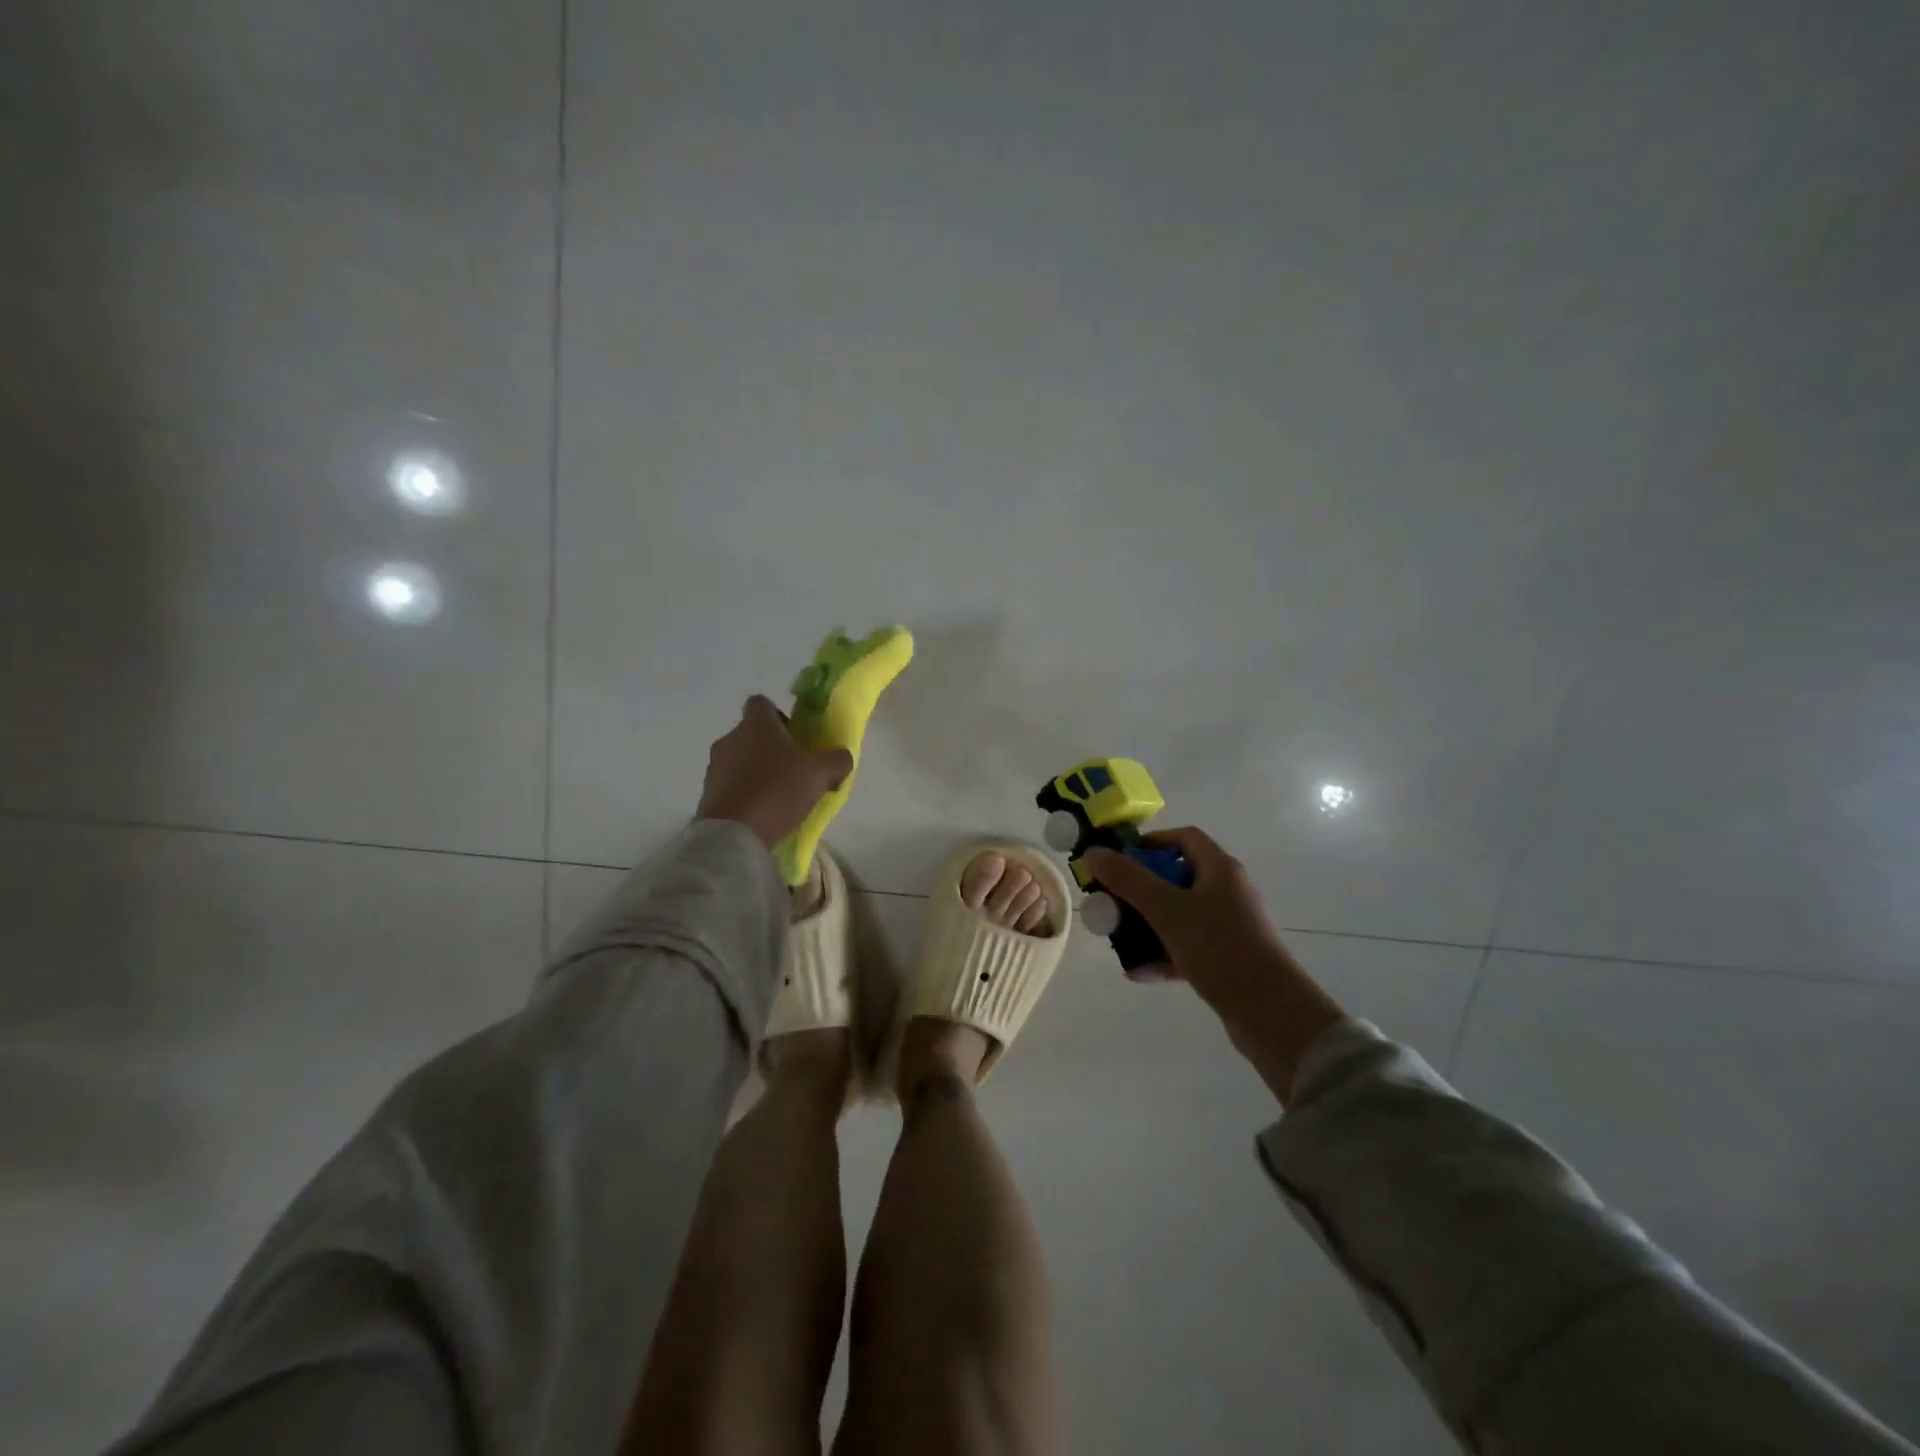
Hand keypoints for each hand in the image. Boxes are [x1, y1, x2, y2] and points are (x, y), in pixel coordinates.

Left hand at [696, 696, 853, 850]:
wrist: (734, 834)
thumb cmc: (779, 790)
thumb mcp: (822, 773)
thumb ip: (837, 760)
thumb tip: (842, 757)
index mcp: (756, 724)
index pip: (762, 703)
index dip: (779, 716)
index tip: (796, 736)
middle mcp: (731, 738)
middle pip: (752, 734)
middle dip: (772, 749)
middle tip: (796, 771)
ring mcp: (715, 767)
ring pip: (741, 761)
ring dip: (758, 773)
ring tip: (781, 798)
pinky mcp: (707, 795)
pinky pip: (732, 786)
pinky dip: (746, 794)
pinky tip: (764, 814)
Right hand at [1084, 828, 1343, 1103]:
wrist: (1271, 1012)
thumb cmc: (1220, 948)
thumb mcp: (1167, 910)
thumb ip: (1129, 880)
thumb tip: (1094, 852)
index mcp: (1221, 869)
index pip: (1184, 838)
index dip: (1151, 843)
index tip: (1120, 861)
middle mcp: (1228, 892)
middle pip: (1177, 877)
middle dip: (1141, 890)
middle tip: (1112, 902)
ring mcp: (1230, 927)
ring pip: (1180, 915)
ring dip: (1148, 925)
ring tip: (1119, 940)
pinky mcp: (1229, 958)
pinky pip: (1189, 947)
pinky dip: (1164, 955)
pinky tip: (1138, 972)